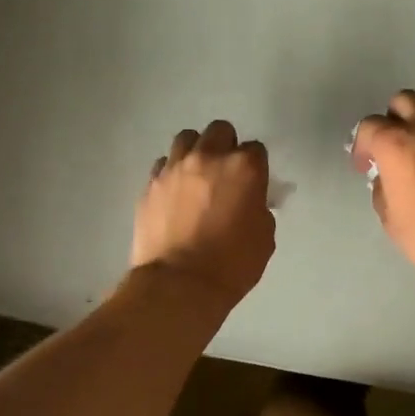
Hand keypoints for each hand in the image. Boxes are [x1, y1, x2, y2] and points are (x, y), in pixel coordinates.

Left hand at [132, 120, 276, 307]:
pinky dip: (171, 173)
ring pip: (186, 138)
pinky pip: (163, 164)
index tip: (253, 184)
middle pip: (219, 130)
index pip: (256, 149)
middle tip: (225, 173)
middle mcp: (209, 157)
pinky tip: (174, 194)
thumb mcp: (264, 237)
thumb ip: (258, 208)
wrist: (179, 285)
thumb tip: (249, 201)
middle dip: (225, 146)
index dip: (255, 167)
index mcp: (244, 168)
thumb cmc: (232, 264)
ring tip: (196, 176)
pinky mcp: (150, 184)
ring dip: (195, 151)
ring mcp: (175, 168)